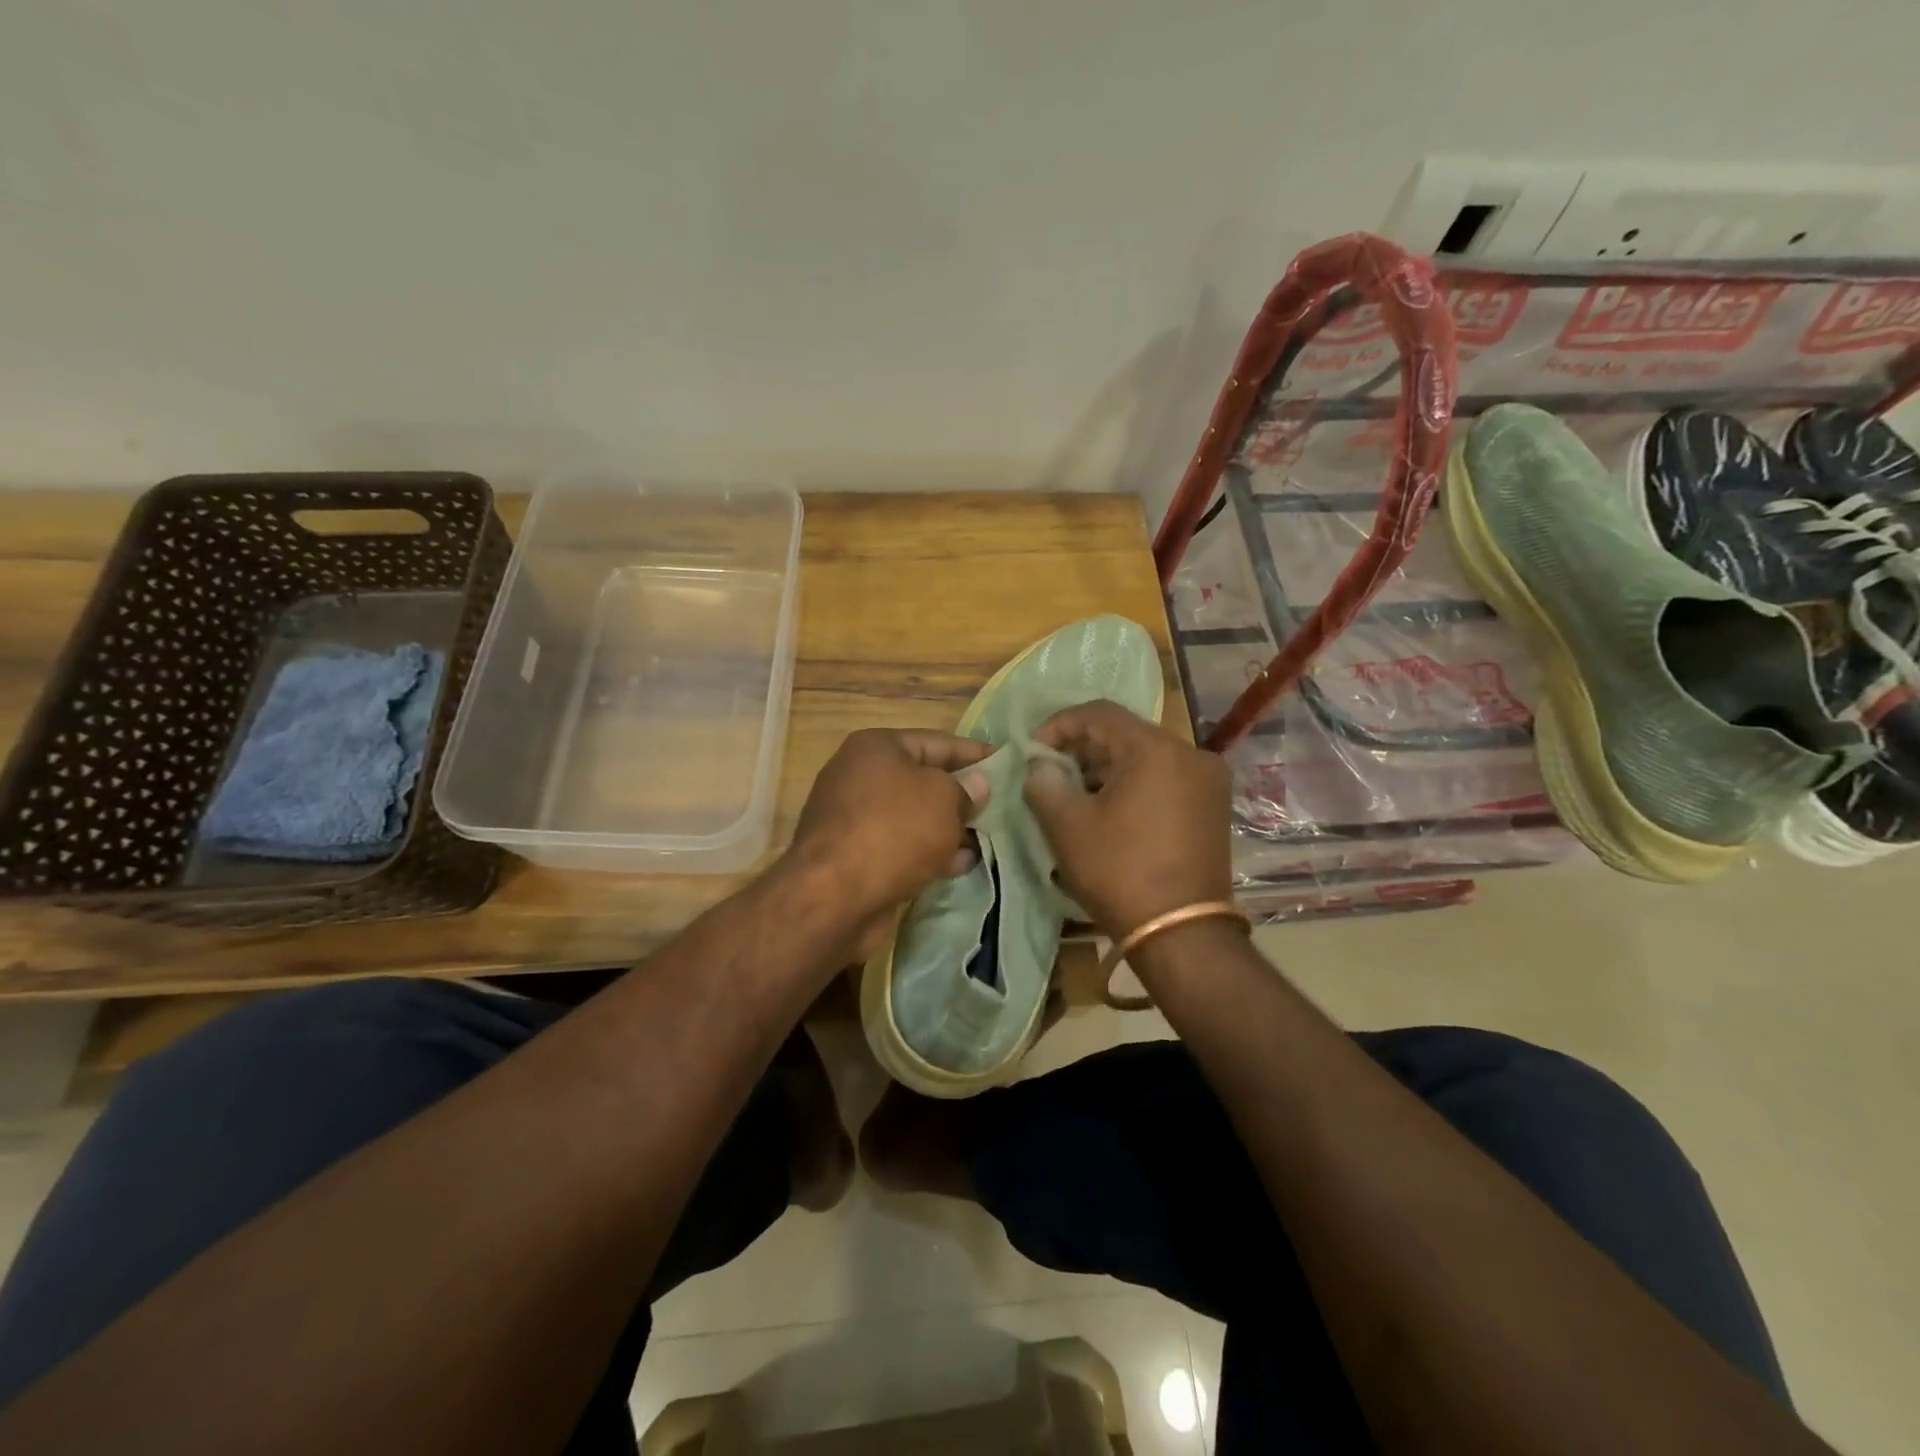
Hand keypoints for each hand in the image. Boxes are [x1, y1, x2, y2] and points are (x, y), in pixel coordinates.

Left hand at [785, 728, 991, 927]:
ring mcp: (855, 818)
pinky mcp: (855, 856)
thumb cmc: (894, 830)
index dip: (975, 752)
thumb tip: (977, 784)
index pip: (938, 741)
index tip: (1007, 763)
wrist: (833, 897)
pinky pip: (902, 846)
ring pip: (915, 817)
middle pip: (924, 780)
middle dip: (963, 795)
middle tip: (1003, 806)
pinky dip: (930, 852)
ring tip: (989, 839)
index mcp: (877, 747)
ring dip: (950, 828)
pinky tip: (962, 864)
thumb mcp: (943, 800)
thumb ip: (966, 790)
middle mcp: (860, 776)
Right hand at [1023, 701, 1232, 937]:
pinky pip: (1165, 778)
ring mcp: (1208, 781)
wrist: (1181, 934)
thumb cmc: (1120, 872)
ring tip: (1075, 795)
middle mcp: (1190, 754)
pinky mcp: (1212, 806)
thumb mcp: (1068, 827)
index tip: (1033, 751)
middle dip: (1082, 749)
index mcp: (1156, 749)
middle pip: (1125, 733)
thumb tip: (1040, 768)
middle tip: (1050, 774)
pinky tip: (1109, 809)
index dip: (1059, 725)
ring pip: (1146, 756)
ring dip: (1106, 768)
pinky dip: (1134, 784)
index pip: (1099, 714)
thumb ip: (1045, 785)